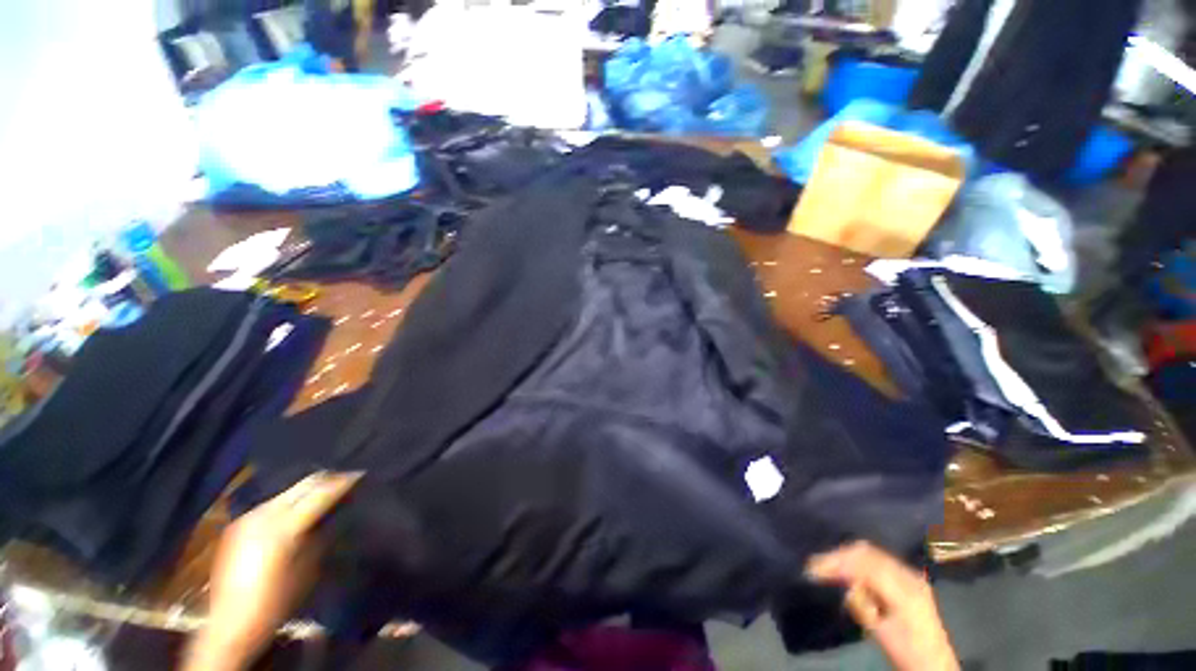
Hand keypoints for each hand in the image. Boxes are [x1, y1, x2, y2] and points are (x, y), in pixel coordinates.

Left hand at [182, 472, 360, 670]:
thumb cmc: (277, 600)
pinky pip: (270, 504)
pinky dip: (288, 502)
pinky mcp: (238, 525)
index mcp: (284, 525)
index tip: (361, 474)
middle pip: (302, 485)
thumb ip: (321, 534)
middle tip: (346, 479)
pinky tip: (296, 510)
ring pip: (286, 492)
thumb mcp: (308, 567)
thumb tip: (335, 514)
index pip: (321, 493)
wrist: (231, 624)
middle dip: (326, 480)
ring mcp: (247, 518)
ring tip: (324, 493)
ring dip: (307, 490)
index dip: (343, 482)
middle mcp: (264, 514)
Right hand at [806, 542, 958, 670]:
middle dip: (839, 555)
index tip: (813, 568)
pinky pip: (878, 559)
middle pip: (868, 553)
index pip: (866, 566)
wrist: (935, 665)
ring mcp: (910, 575)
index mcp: (904, 591)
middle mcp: (909, 576)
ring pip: (872, 553)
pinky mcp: (908, 578)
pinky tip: (847, 568)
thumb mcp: (881, 633)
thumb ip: (863, 605)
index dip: (837, 563)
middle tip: (816, 564)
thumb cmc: (907, 652)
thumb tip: (844, 584)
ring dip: (847, 556)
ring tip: (827, 565)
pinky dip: (858, 559)